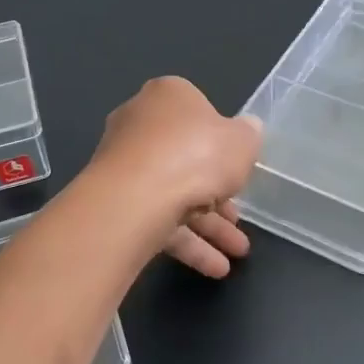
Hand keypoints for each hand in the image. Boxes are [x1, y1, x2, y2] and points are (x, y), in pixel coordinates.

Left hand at [91, 77, 263, 278]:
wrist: (136, 196)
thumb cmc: (195, 154)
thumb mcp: (241, 141)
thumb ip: (247, 136)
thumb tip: (248, 129)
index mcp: (168, 96)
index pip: (198, 112)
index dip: (221, 141)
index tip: (238, 166)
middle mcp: (140, 124)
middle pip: (186, 157)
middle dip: (217, 193)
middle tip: (239, 219)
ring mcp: (124, 164)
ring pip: (173, 192)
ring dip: (208, 225)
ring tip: (238, 253)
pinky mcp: (116, 201)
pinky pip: (157, 218)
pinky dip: (187, 242)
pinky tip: (215, 267)